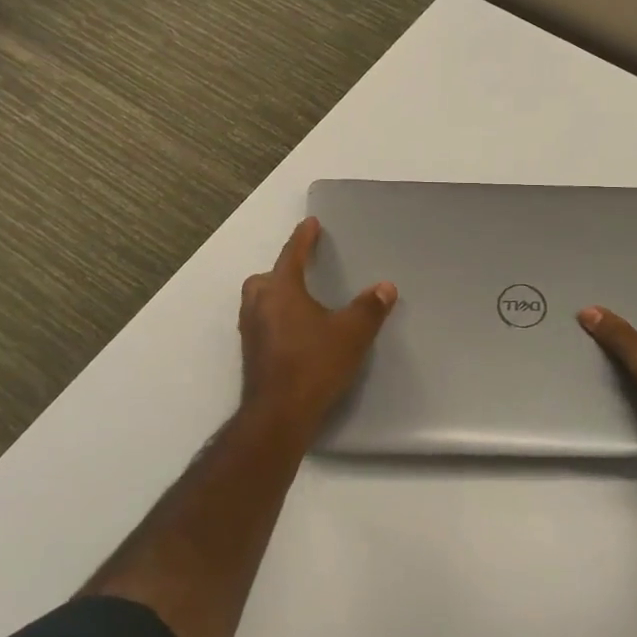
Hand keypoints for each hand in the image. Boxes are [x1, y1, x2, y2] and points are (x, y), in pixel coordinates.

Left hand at [239, 217, 396, 440]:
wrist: (280, 413)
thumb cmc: (315, 364)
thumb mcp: (352, 333)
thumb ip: (369, 308)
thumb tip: (385, 287)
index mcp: (281, 291)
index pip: (291, 255)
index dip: (303, 238)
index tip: (310, 223)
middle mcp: (259, 306)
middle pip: (265, 278)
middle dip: (281, 270)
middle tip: (301, 271)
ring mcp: (251, 332)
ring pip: (258, 302)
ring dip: (275, 295)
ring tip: (299, 301)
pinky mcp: (252, 355)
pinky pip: (261, 323)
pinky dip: (274, 319)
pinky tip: (294, 333)